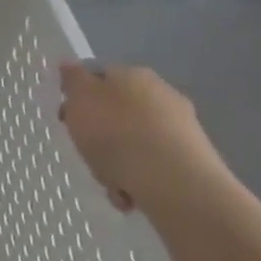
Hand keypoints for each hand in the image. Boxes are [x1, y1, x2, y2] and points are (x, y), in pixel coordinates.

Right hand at [58, 61, 234, 216]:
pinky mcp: (193, 160)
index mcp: (132, 74)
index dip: (79, 97)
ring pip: (135, 142)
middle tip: (87, 153)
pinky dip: (139, 180)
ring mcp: (180, 127)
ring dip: (118, 163)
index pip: (99, 77)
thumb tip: (70, 64)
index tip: (67, 119)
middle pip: (117, 112)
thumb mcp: (81, 101)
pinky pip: (153, 166)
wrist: (175, 182)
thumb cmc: (117, 134)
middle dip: (100, 135)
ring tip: (111, 185)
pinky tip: (131, 196)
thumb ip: (73, 81)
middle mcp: (161, 94)